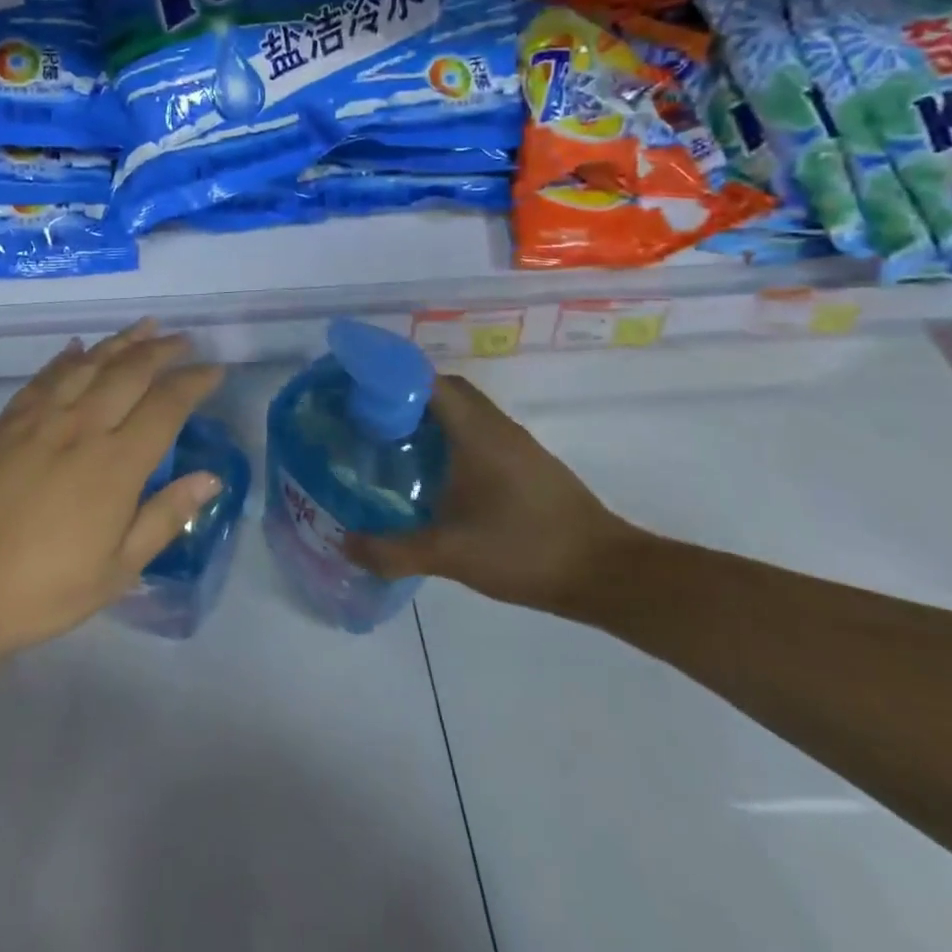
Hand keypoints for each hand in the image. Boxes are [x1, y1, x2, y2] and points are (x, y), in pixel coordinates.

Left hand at [0, 320, 224, 666]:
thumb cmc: (44, 588)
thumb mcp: (118, 569)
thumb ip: (166, 516)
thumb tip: (211, 478)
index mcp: (117, 463)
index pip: (167, 405)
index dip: (195, 382)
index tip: (214, 369)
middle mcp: (83, 427)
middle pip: (130, 371)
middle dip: (162, 350)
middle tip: (183, 340)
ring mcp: (41, 419)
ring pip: (89, 364)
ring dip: (121, 342)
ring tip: (144, 327)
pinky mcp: (7, 422)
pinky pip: (45, 377)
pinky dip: (67, 357)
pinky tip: (79, 348)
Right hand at [344, 374, 639, 617]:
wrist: (608, 574)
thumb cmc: (526, 549)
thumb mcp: (450, 554)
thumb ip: (392, 550)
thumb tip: (343, 544)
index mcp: (475, 431)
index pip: (426, 380)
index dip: (389, 377)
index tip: (356, 391)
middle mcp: (495, 426)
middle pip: (443, 390)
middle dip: (403, 396)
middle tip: (367, 418)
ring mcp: (515, 445)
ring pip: (463, 412)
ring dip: (427, 418)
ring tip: (390, 442)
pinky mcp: (526, 465)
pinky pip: (477, 433)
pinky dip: (449, 438)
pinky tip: (434, 474)